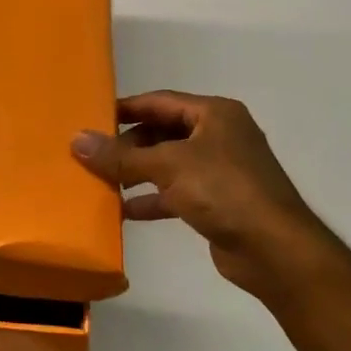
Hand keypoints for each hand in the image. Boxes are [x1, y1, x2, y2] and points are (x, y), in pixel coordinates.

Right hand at [71, 91, 350, 302]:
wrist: (274, 249)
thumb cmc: (223, 190)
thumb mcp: (167, 166)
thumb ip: (120, 156)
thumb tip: (76, 140)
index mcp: (214, 114)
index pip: (160, 101)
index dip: (125, 108)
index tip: (91, 117)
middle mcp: (219, 136)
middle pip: (162, 132)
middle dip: (127, 145)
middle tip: (92, 156)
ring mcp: (220, 170)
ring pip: (167, 163)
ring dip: (136, 172)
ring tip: (101, 182)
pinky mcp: (218, 201)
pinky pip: (176, 192)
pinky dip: (152, 198)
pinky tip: (124, 211)